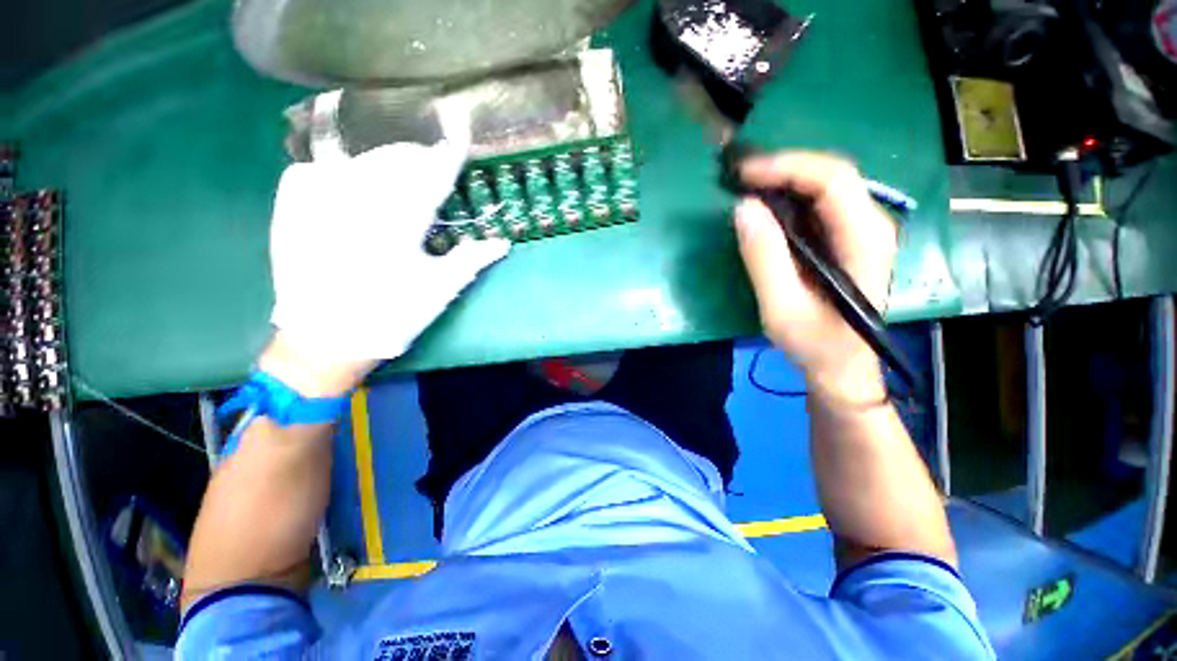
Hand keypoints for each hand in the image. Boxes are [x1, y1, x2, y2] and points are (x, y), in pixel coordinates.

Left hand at [268, 139, 510, 381]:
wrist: (324, 338)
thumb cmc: (391, 316)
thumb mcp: (439, 290)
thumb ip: (472, 259)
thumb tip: (503, 242)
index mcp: (398, 225)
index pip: (430, 176)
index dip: (449, 153)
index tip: (460, 131)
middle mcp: (355, 202)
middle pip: (394, 161)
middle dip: (418, 158)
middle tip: (433, 163)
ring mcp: (318, 201)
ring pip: (359, 162)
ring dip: (385, 164)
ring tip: (399, 174)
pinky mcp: (291, 208)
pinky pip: (316, 170)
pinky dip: (339, 171)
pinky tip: (348, 184)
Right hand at [734, 152, 896, 401]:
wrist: (843, 368)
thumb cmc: (815, 345)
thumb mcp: (781, 308)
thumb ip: (763, 258)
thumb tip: (742, 207)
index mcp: (864, 240)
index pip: (833, 180)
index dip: (786, 167)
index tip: (743, 174)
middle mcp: (870, 226)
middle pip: (830, 175)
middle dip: (781, 168)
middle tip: (737, 177)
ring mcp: (859, 231)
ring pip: (823, 186)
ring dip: (782, 180)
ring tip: (743, 186)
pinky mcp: (844, 239)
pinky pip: (816, 205)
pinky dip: (786, 199)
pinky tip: (761, 207)